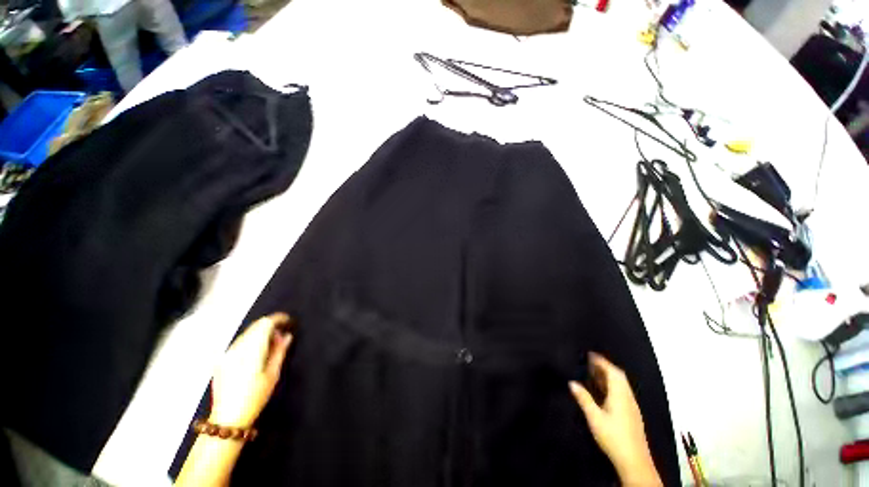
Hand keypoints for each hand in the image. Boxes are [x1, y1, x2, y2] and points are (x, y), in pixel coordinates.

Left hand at [210, 313, 293, 427]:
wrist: (228, 418)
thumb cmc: (255, 396)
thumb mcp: (273, 374)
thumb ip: (280, 351)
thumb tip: (286, 335)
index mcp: (251, 350)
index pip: (265, 324)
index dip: (278, 319)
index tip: (288, 321)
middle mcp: (237, 348)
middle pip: (255, 326)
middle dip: (270, 325)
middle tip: (282, 333)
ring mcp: (227, 354)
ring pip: (247, 333)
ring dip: (261, 332)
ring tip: (272, 344)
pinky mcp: (222, 360)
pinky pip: (240, 342)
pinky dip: (251, 340)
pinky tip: (258, 352)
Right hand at [569, 352, 661, 486]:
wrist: (634, 461)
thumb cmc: (613, 437)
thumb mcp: (595, 418)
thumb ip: (584, 399)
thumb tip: (572, 382)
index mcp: (620, 395)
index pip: (613, 372)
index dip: (602, 362)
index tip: (590, 354)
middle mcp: (628, 397)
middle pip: (619, 376)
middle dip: (606, 367)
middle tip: (591, 362)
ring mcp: (632, 406)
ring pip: (622, 385)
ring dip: (609, 376)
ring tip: (594, 373)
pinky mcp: (632, 414)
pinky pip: (622, 392)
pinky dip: (612, 385)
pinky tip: (604, 391)